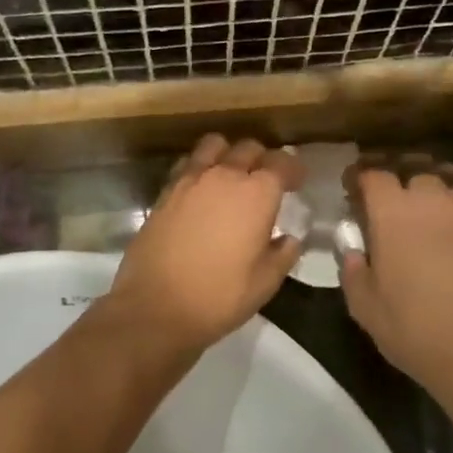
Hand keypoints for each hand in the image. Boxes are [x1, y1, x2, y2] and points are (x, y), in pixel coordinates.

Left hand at [96, 135, 303, 363]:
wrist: (156, 307)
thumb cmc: (219, 296)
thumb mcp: (265, 282)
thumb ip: (283, 254)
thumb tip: (288, 239)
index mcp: (257, 194)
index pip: (281, 163)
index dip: (293, 170)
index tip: (296, 183)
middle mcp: (224, 175)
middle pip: (249, 148)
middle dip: (262, 159)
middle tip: (266, 181)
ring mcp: (190, 180)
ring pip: (215, 145)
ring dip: (228, 153)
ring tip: (231, 175)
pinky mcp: (166, 191)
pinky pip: (188, 163)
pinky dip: (200, 166)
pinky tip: (202, 188)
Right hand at [340, 159, 452, 398]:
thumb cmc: (415, 330)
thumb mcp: (365, 307)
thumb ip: (352, 270)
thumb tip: (352, 249)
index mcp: (393, 214)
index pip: (374, 175)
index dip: (362, 179)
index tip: (354, 192)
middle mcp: (433, 204)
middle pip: (415, 175)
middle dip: (400, 186)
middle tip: (392, 210)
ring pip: (449, 189)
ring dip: (434, 199)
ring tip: (429, 222)